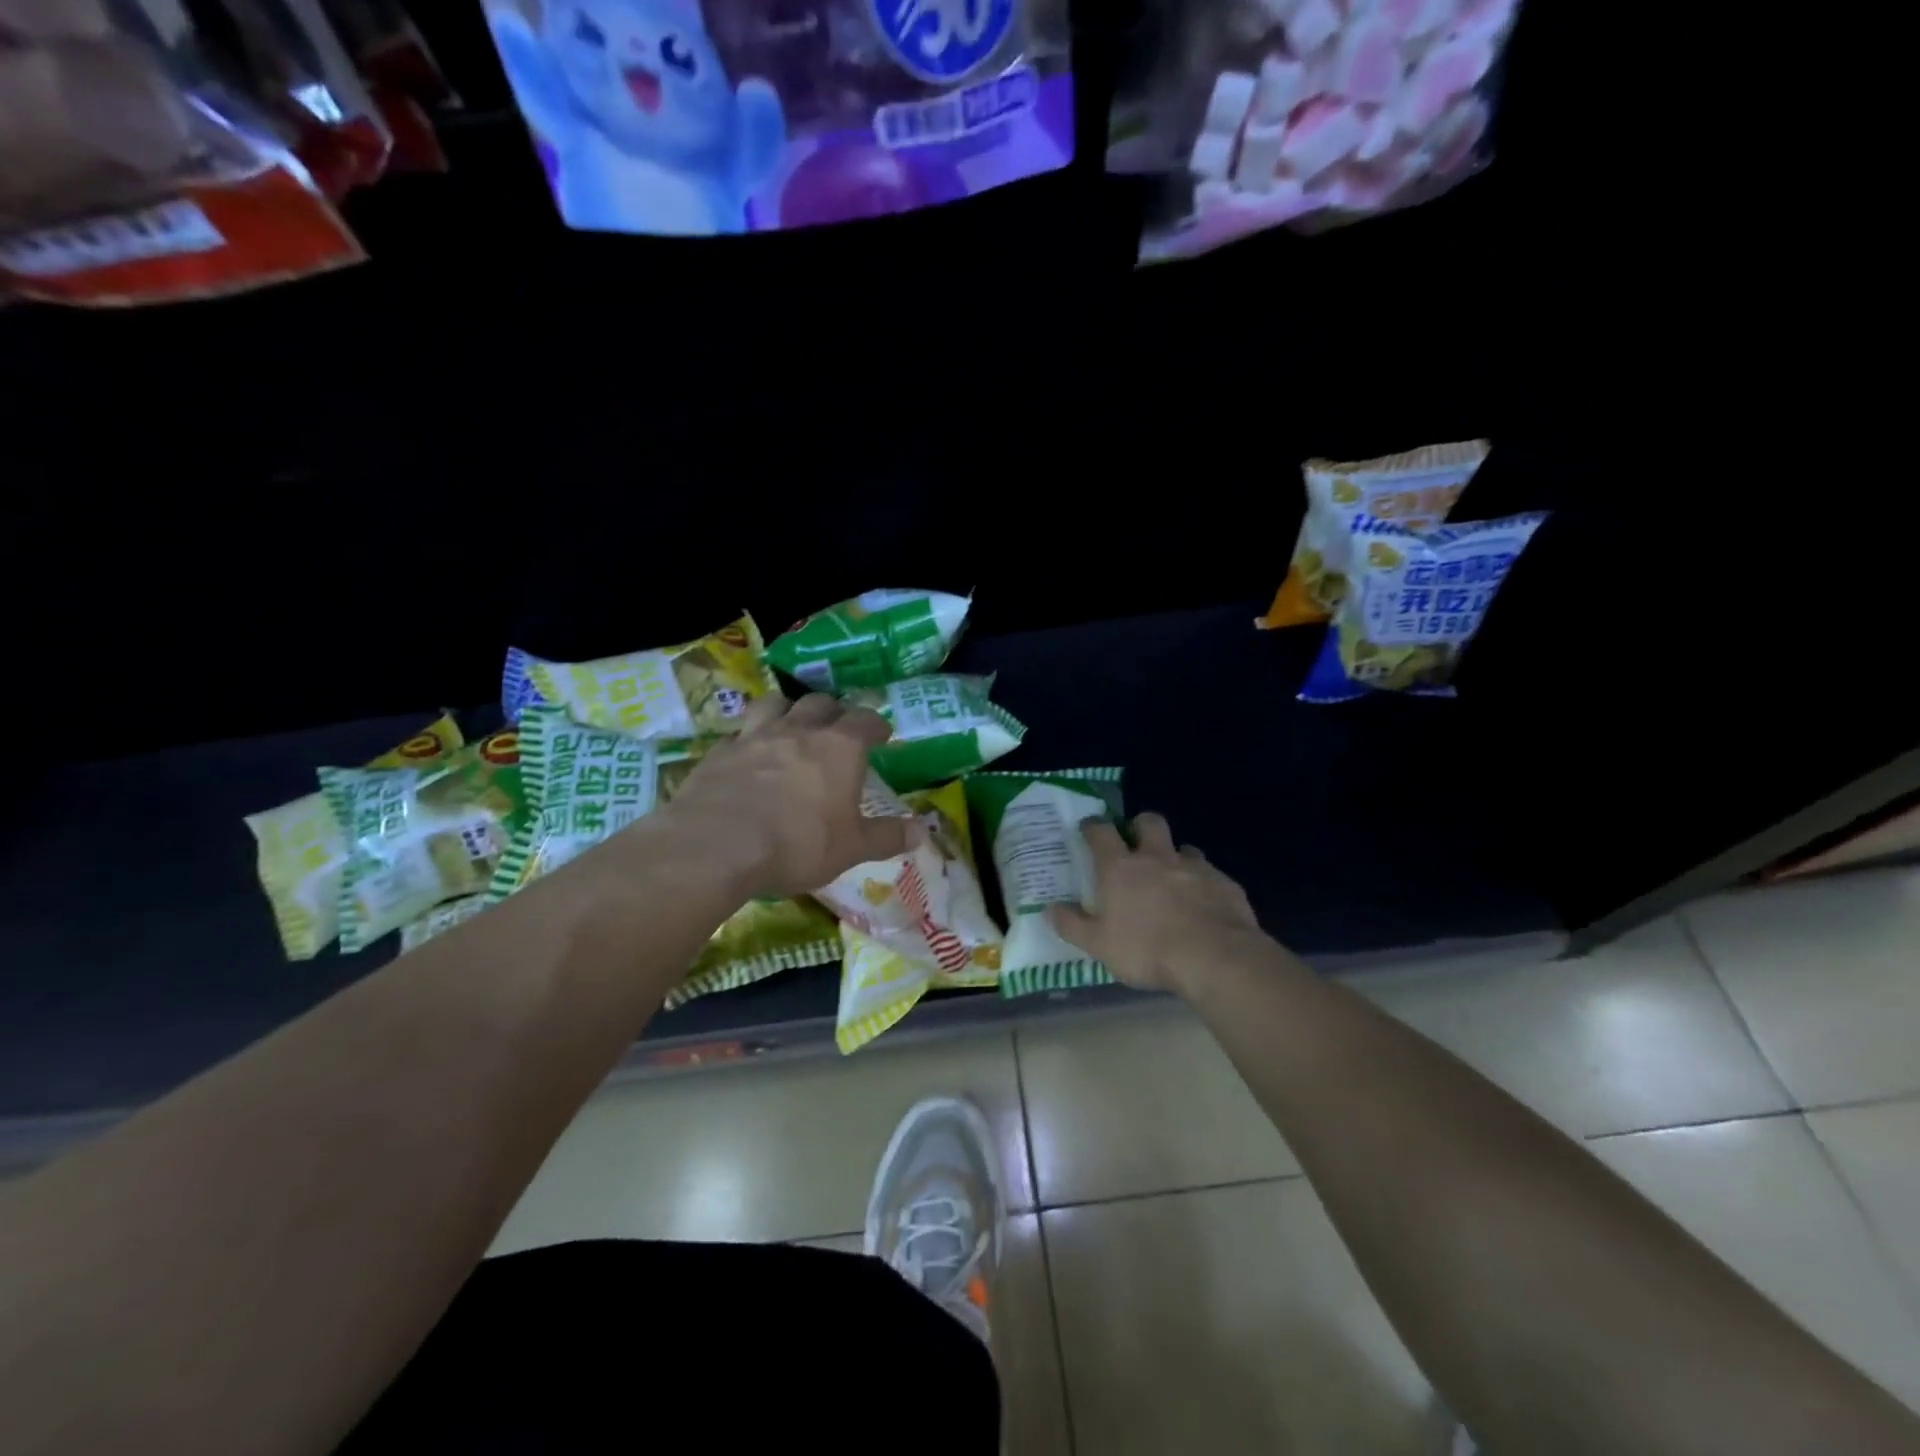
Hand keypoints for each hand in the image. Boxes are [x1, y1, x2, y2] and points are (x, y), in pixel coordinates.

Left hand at [659, 692, 913, 899]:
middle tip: (838, 728)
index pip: (866, 720)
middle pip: (820, 702)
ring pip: (775, 703)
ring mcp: (755, 736)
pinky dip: (749, 739)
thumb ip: (887, 837)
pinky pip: (739, 733)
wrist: (716, 846)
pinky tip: (748, 756)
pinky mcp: (720, 752)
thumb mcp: (851, 849)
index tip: (882, 733)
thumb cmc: (798, 844)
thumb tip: (921, 832)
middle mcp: (799, 730)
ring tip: (791, 725)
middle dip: (834, 711)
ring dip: (788, 709)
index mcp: (839, 747)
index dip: (877, 724)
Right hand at [1047, 813, 1262, 994]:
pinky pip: (1211, 875)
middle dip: (1140, 826)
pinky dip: (1203, 884)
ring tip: (1173, 880)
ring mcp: (1194, 867)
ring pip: (1183, 848)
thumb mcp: (1099, 945)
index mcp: (1120, 868)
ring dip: (1175, 857)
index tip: (1089, 829)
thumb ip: (1073, 925)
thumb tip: (1049, 909)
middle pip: (1148, 822)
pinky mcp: (1224, 883)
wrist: (1214, 958)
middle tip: (1135, 843)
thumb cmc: (1147, 950)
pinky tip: (1203, 906)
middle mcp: (1156, 858)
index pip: (1101, 832)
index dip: (1093, 827)